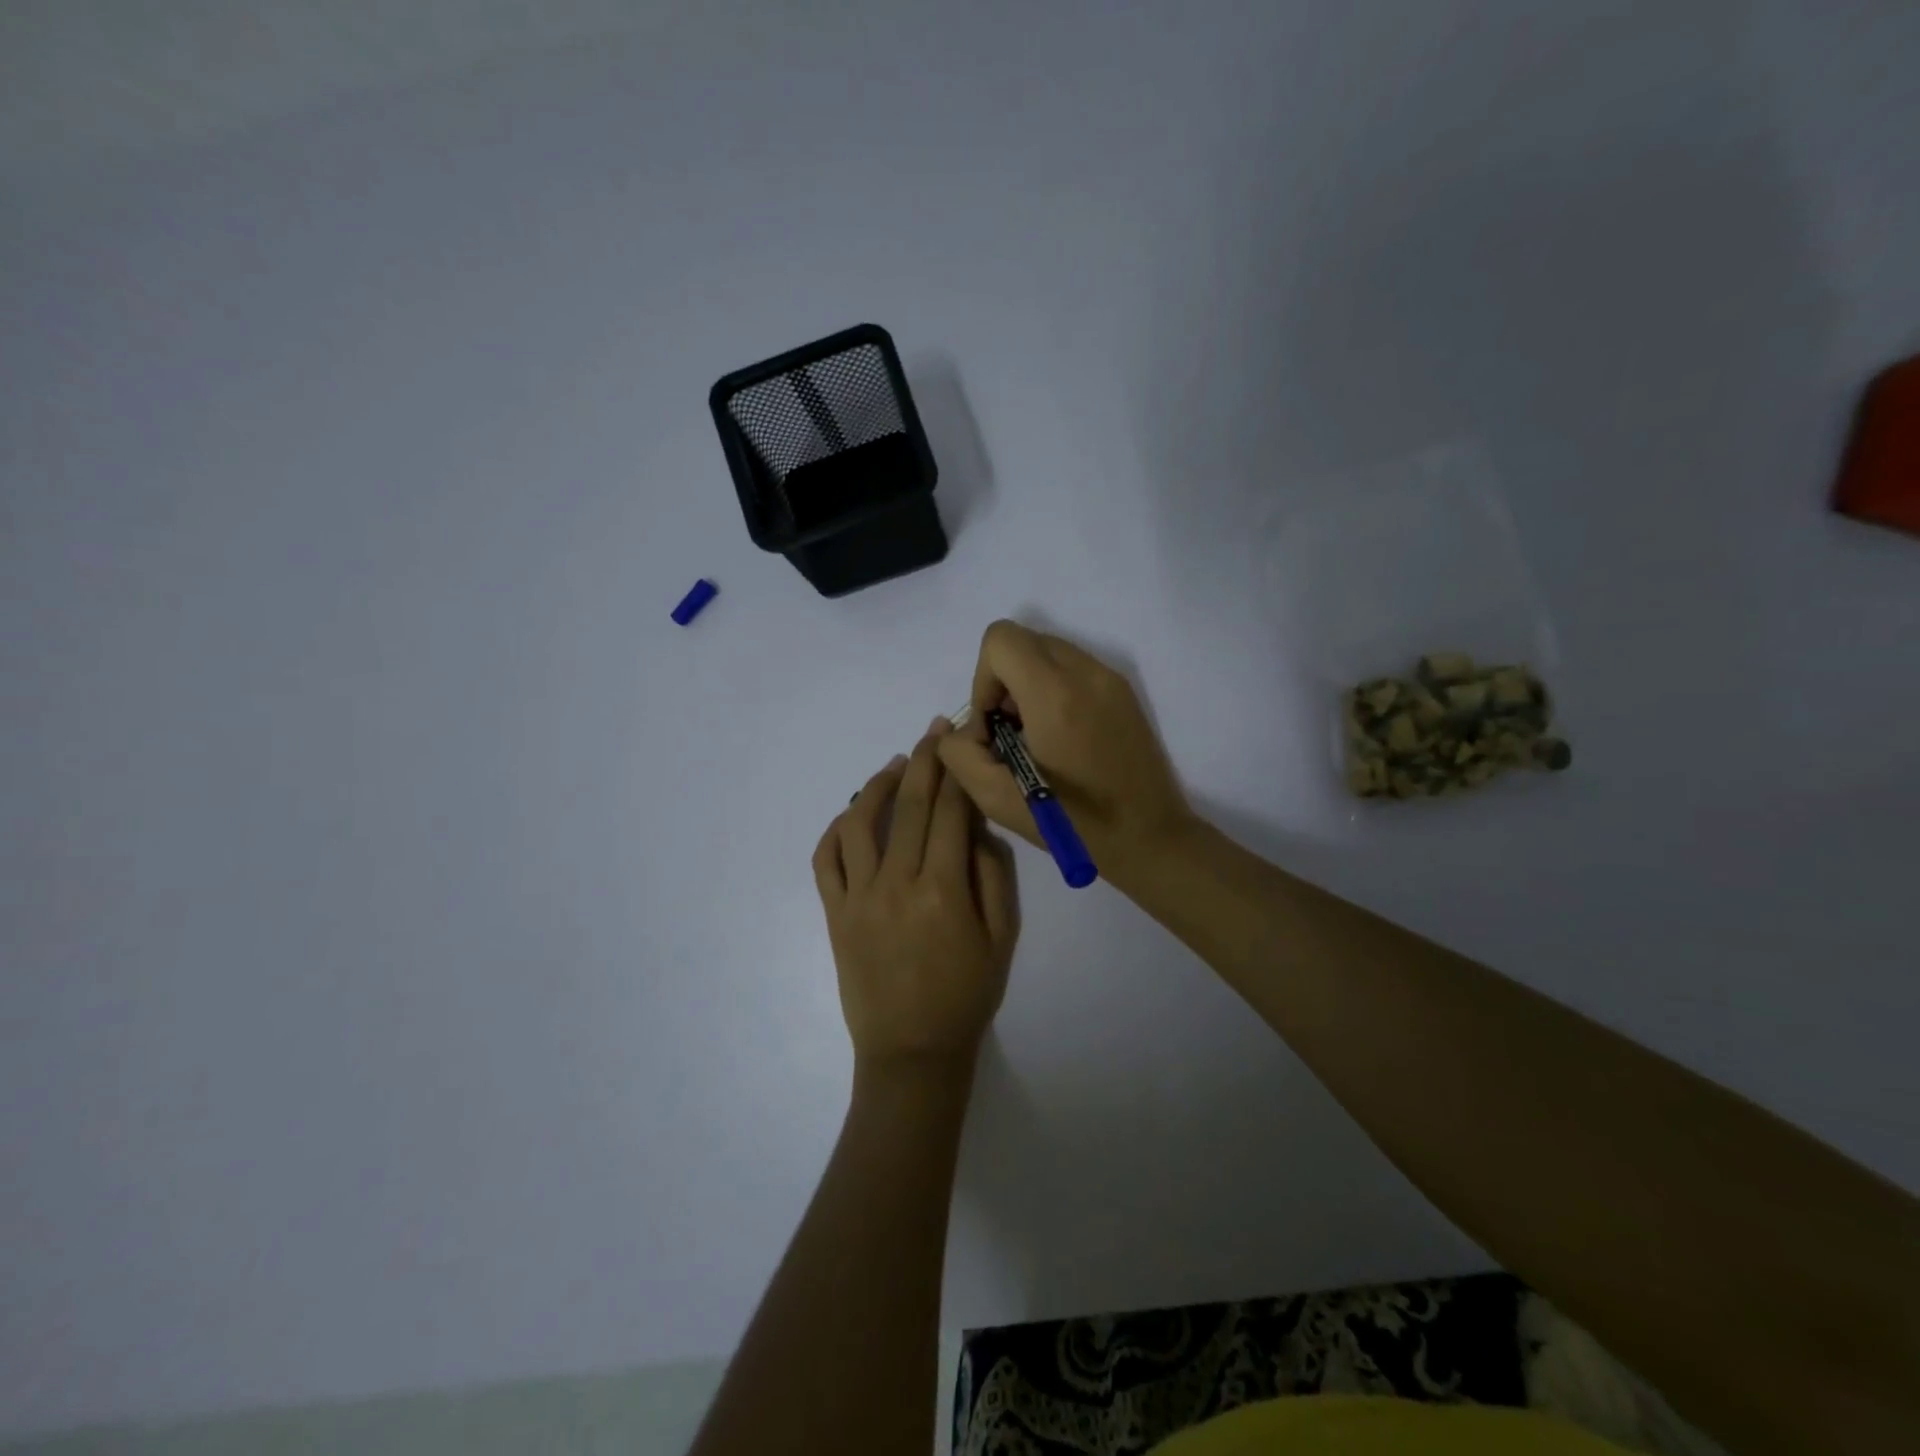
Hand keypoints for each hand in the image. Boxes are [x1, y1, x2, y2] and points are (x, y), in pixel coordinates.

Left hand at [813, 719, 1019, 1080]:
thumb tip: (977, 827)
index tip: (964, 739)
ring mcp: (859, 897)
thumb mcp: (1003, 938)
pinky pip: (825, 861)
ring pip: (860, 823)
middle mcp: (897, 883)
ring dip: (878, 785)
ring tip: (896, 764)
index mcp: (944, 889)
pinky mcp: (835, 914)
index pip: (953, 811)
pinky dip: (835, 830)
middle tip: (934, 730)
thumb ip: (994, 876)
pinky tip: (851, 813)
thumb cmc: (966, 996)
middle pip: (911, 805)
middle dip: (926, 760)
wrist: (912, 1052)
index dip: (960, 770)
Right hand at [936, 621, 1195, 880]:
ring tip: (1037, 737)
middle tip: (1011, 734)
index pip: (1000, 639)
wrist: (1149, 837)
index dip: (983, 679)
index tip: (993, 725)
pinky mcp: (1124, 691)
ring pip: (1049, 651)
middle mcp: (1086, 672)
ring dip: (1028, 684)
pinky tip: (1062, 738)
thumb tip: (961, 728)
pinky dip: (1054, 689)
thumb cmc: (1073, 824)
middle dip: (1003, 681)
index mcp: (1054, 694)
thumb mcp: (997, 800)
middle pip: (1023, 640)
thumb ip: (960, 754)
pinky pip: (1074, 668)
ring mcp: (1110, 678)